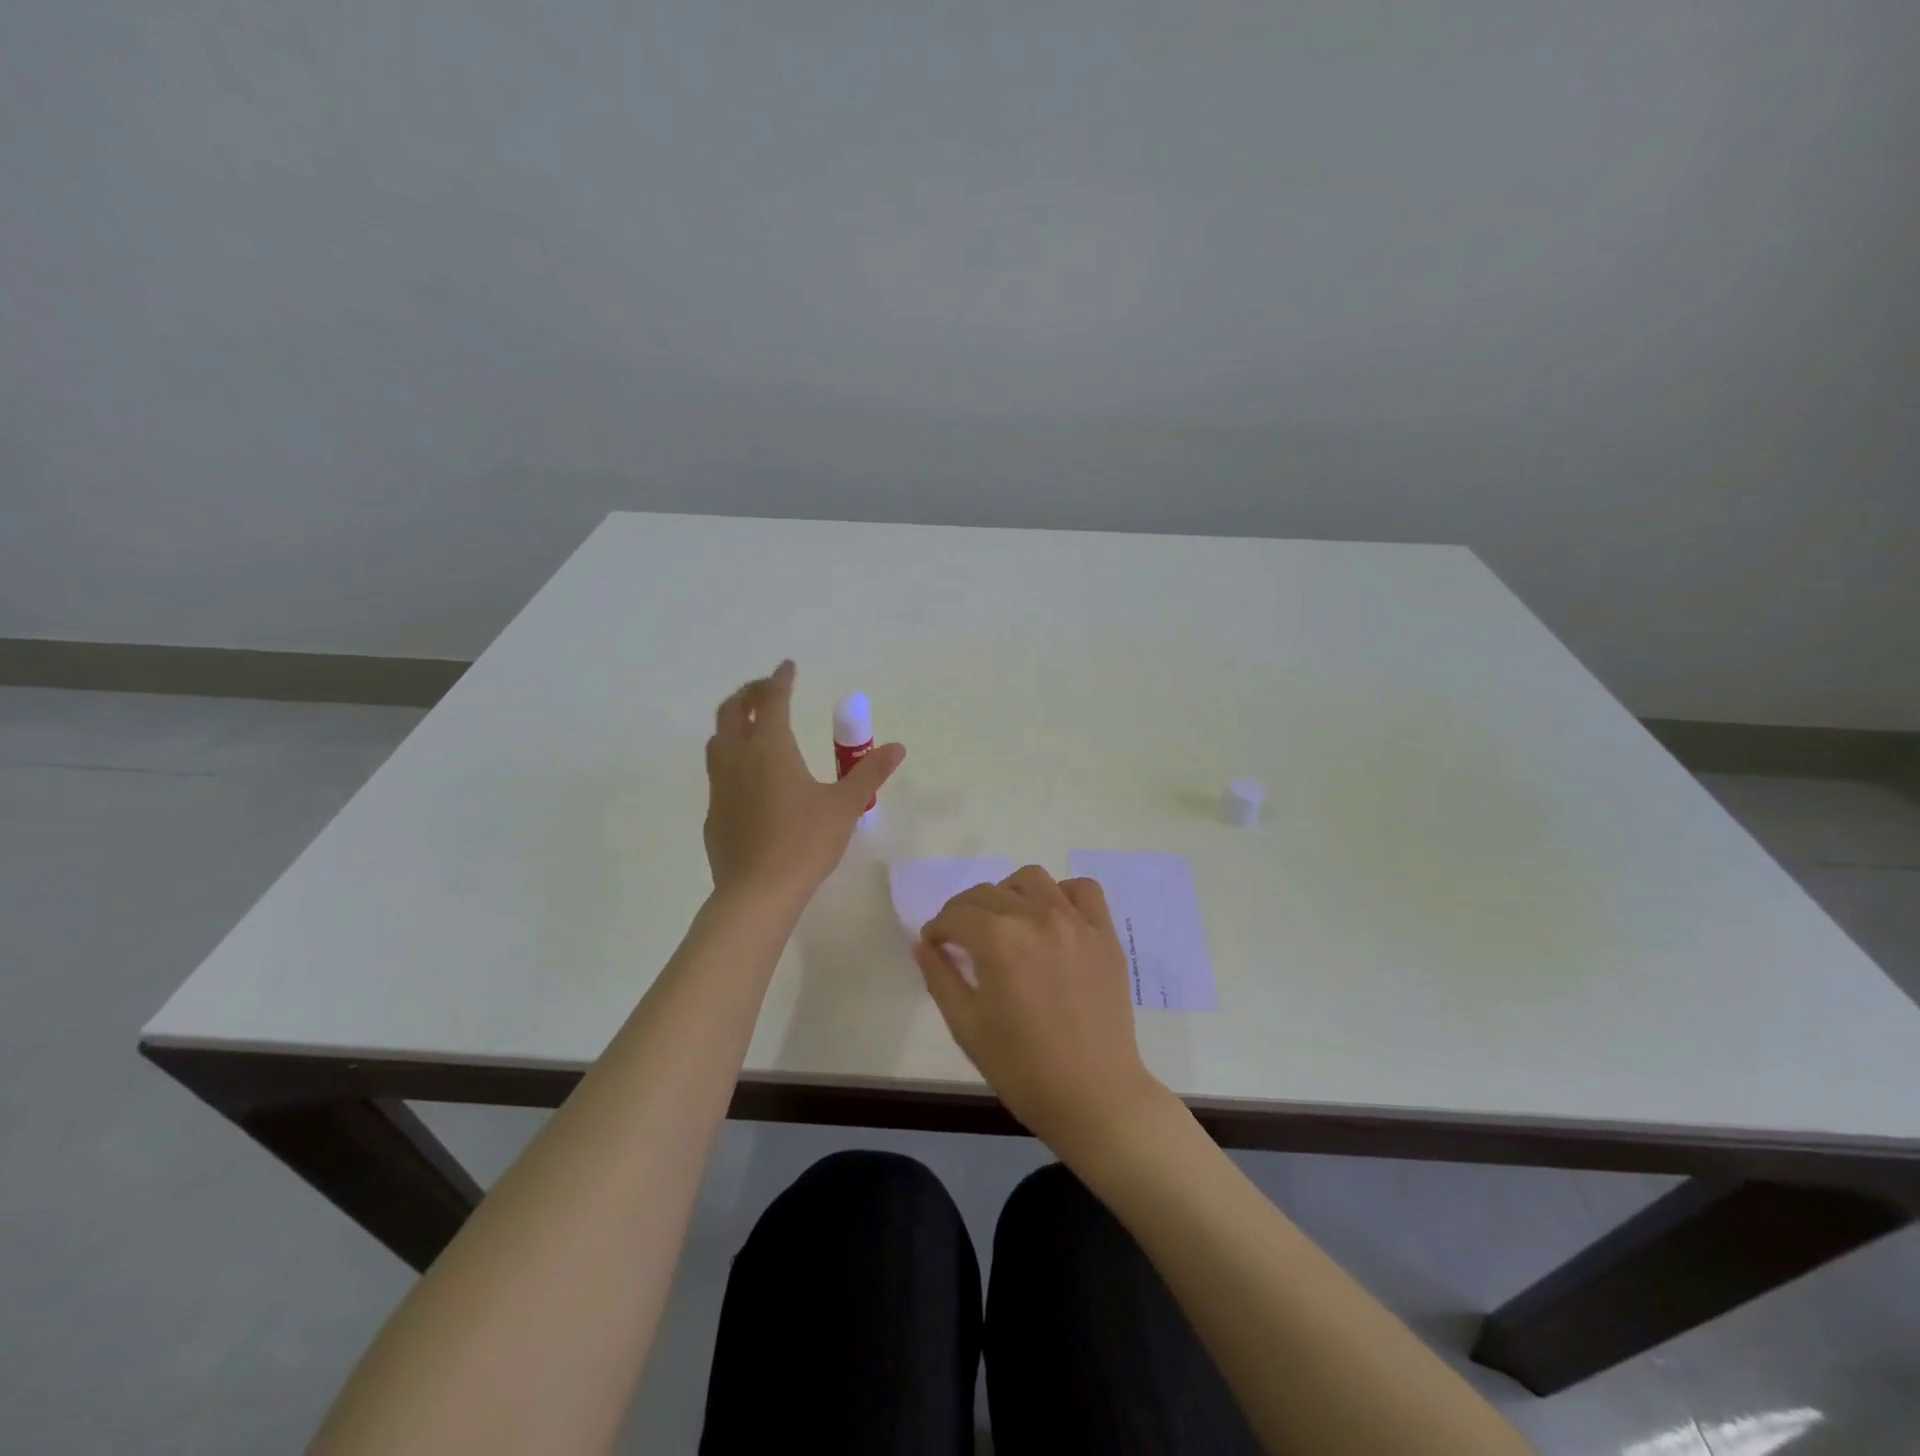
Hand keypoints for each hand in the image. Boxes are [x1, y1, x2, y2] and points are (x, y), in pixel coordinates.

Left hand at [704, 660, 904, 901]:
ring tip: (752, 726)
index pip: (772, 701)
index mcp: (770, 749)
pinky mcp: (713, 813)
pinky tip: (748, 778)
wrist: (757, 892)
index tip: (788, 667)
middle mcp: (738, 759)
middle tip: (768, 690)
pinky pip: (718, 773)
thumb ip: (869, 773)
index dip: (780, 680)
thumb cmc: (805, 842)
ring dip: (734, 723)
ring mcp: (719, 786)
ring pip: (718, 740)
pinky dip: (731, 759)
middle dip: (749, 694)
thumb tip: (897, 748)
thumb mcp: (845, 806)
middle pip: (733, 712)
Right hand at [913, 866, 1166, 1152]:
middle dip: (965, 912)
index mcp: (999, 941)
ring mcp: (1076, 922)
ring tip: (1006, 923)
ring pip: (1032, 879)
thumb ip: (940, 977)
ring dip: (1009, 894)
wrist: (1093, 1096)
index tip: (935, 945)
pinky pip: (1083, 890)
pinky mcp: (1105, 934)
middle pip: (988, 893)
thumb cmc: (1022, 1068)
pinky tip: (1052, 918)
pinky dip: (1062, 894)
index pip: (956, 914)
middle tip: (962, 939)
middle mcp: (1037, 918)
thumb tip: (924, 945)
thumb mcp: (967, 1026)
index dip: (938, 928)